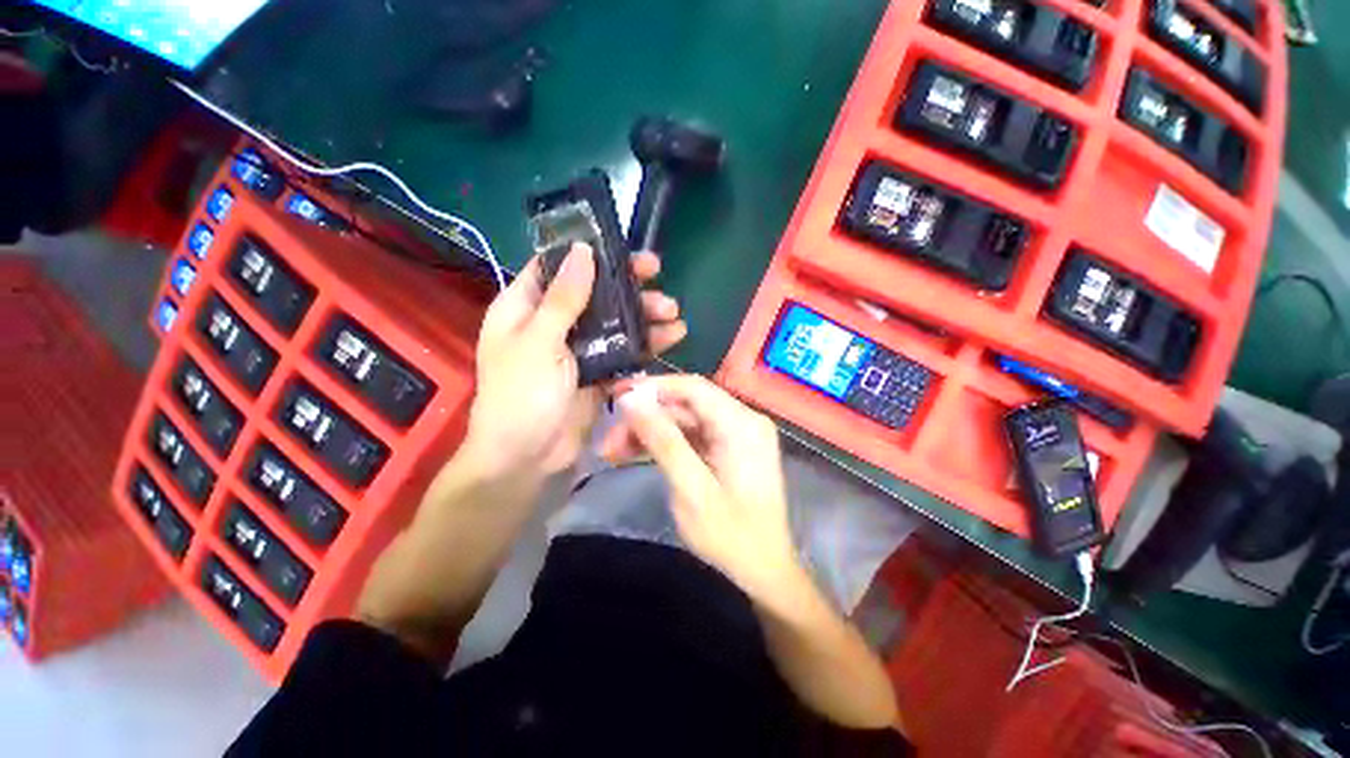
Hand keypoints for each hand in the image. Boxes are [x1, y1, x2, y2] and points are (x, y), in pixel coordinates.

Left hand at [463, 244, 686, 477]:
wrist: (527, 459)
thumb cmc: (521, 396)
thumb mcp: (539, 343)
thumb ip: (564, 299)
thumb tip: (581, 250)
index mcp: (525, 308)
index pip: (556, 268)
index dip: (588, 253)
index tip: (622, 248)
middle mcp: (552, 324)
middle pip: (594, 294)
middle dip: (627, 286)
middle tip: (659, 276)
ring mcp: (578, 350)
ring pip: (614, 323)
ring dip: (644, 316)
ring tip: (674, 314)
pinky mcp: (597, 373)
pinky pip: (624, 352)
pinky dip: (646, 346)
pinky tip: (672, 339)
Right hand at [604, 375, 799, 600]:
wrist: (764, 573)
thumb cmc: (731, 536)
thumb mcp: (691, 489)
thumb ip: (663, 440)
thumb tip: (631, 399)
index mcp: (741, 423)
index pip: (692, 387)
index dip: (652, 387)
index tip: (616, 396)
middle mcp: (742, 420)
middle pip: (686, 405)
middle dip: (645, 419)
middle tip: (607, 441)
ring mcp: (737, 434)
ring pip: (685, 420)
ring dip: (650, 432)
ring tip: (612, 451)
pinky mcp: (729, 449)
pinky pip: (692, 436)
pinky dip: (665, 444)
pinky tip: (635, 453)